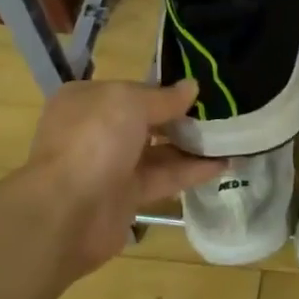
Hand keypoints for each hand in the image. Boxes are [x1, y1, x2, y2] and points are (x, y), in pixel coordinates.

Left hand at [23, 78, 223, 280]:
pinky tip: (223, 164)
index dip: (164, 90)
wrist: (67, 212)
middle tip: (222, 114)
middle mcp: (96, 131)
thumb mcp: (130, 103)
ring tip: (231, 138)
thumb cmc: (94, 141)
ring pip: (157, 151)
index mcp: (86, 100)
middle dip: (181, 118)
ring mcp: (110, 166)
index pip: (131, 90)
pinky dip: (191, 171)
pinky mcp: (126, 197)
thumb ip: (163, 97)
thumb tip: (192, 87)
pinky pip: (163, 178)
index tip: (200, 91)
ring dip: (191, 146)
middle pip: (146, 121)